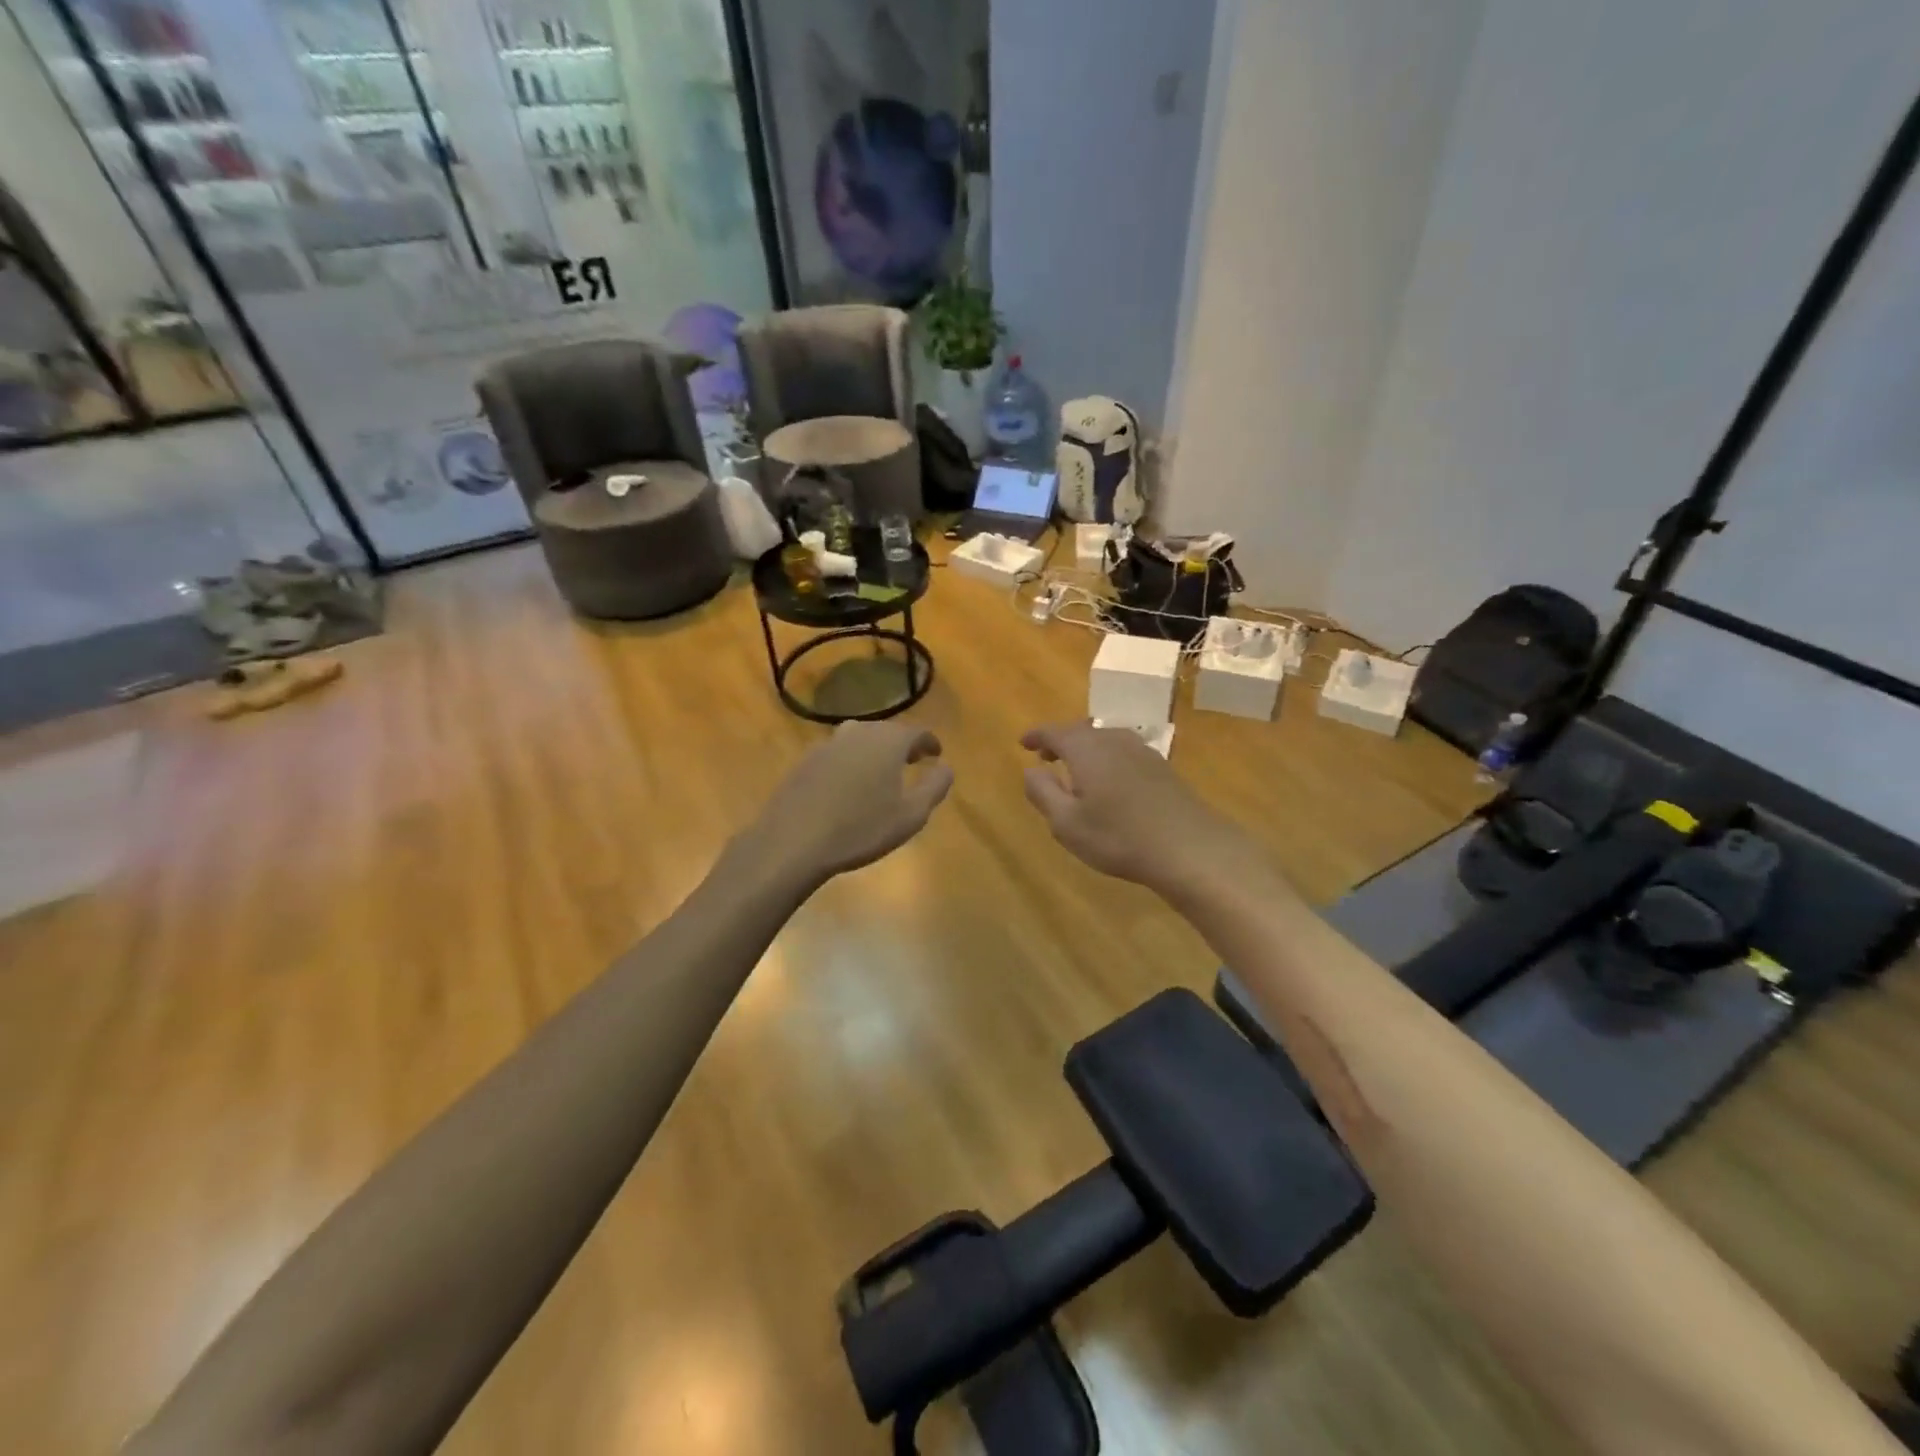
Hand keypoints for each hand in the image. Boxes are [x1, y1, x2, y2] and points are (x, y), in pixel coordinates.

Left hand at [740, 721, 953, 891]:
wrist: (794, 841)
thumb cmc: (861, 829)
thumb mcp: (912, 815)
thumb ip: (935, 786)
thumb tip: (945, 766)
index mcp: (888, 741)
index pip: (916, 732)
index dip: (929, 743)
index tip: (936, 755)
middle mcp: (858, 732)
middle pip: (886, 731)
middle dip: (901, 744)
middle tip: (911, 761)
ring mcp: (827, 744)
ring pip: (859, 739)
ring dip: (873, 751)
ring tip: (879, 771)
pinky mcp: (804, 761)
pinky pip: (836, 754)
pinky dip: (849, 762)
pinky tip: (847, 785)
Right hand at [1020, 721, 1250, 893]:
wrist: (1189, 847)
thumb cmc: (1118, 837)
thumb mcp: (1066, 823)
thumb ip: (1043, 792)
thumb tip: (1031, 770)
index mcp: (1086, 749)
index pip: (1055, 732)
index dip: (1037, 736)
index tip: (1023, 743)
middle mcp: (1114, 740)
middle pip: (1082, 731)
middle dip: (1061, 741)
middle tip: (1045, 756)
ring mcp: (1142, 752)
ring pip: (1105, 740)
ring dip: (1086, 749)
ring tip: (1075, 768)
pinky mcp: (1162, 768)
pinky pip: (1124, 752)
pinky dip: (1108, 758)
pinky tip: (1110, 781)